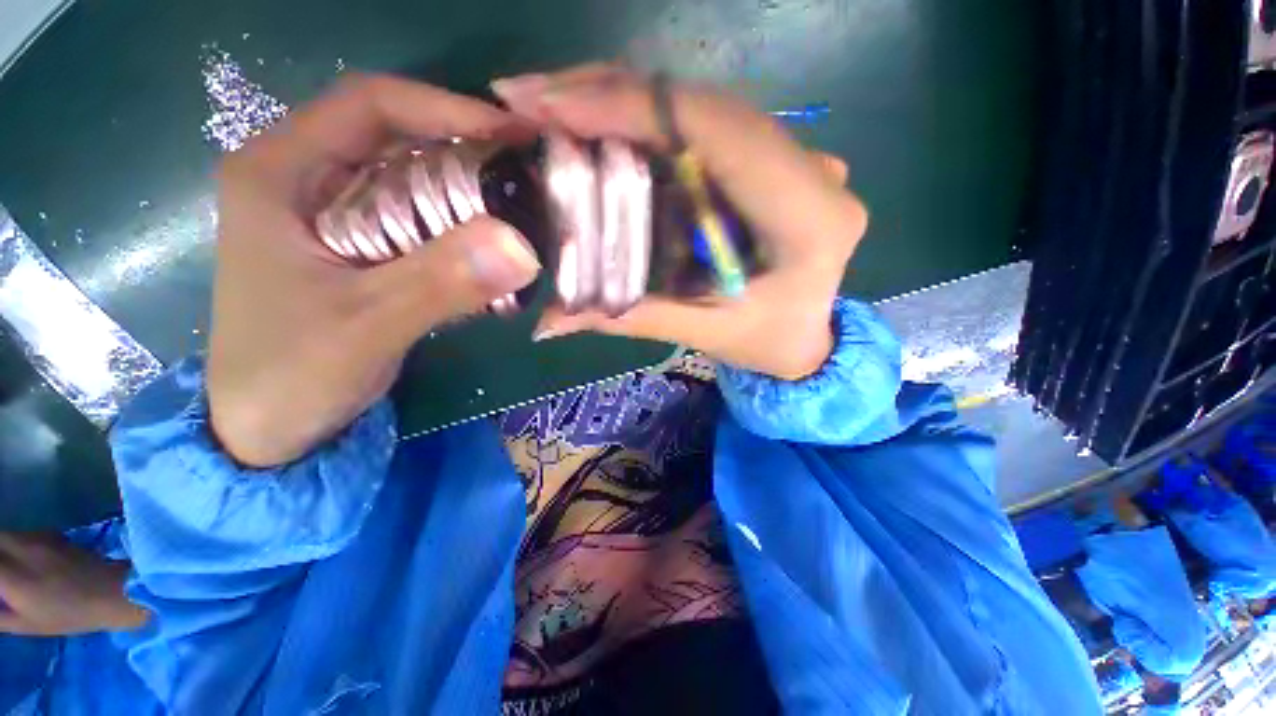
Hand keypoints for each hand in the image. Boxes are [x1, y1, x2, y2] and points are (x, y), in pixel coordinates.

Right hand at [0, 533, 146, 635]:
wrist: (112, 592)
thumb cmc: (68, 616)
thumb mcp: (25, 623)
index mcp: (11, 575)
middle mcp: (21, 549)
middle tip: (1, 575)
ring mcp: (39, 538)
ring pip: (6, 534)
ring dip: (2, 547)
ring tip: (8, 568)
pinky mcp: (53, 534)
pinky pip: (23, 533)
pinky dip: (15, 543)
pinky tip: (22, 559)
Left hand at [210, 76, 541, 466]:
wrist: (270, 428)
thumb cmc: (291, 374)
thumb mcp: (366, 326)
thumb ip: (441, 283)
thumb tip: (523, 247)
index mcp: (280, 170)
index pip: (370, 105)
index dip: (445, 108)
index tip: (512, 136)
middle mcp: (307, 178)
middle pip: (399, 140)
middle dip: (468, 153)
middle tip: (530, 178)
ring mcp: (336, 215)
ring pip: (414, 182)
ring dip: (470, 195)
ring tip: (523, 212)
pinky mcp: (361, 249)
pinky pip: (421, 222)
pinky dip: (461, 230)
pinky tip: (494, 250)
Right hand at [492, 64, 867, 379]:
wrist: (810, 338)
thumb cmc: (767, 343)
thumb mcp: (704, 334)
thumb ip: (632, 318)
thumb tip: (549, 320)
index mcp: (807, 217)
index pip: (718, 132)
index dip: (635, 108)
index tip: (554, 107)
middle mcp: (812, 171)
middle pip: (705, 105)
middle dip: (612, 93)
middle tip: (532, 99)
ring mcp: (797, 157)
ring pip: (703, 106)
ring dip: (625, 100)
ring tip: (553, 108)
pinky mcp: (775, 160)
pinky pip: (707, 126)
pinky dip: (650, 120)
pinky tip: (603, 126)